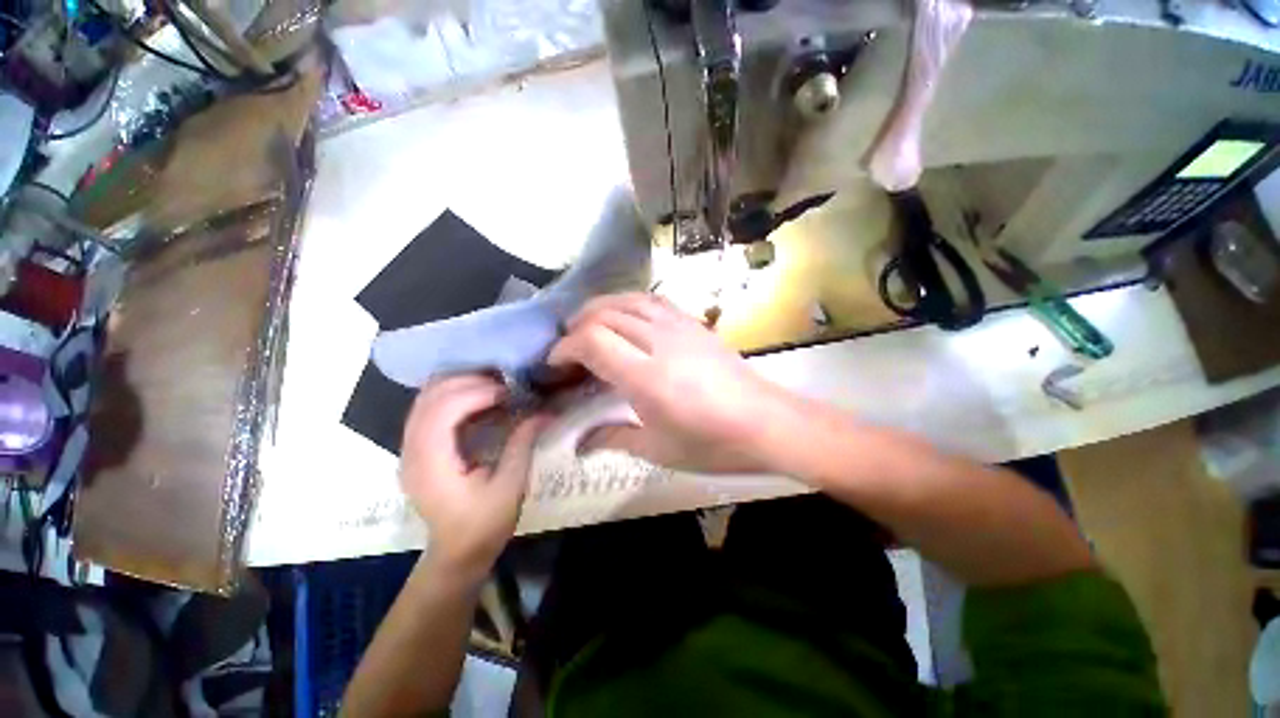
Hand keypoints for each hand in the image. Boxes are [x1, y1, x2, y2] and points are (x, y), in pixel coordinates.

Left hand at [399, 375, 546, 580]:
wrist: (457, 553)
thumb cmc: (484, 526)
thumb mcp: (510, 487)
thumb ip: (522, 444)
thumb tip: (544, 411)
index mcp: (431, 464)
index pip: (442, 411)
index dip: (475, 393)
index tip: (508, 393)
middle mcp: (411, 451)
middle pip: (429, 397)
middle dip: (468, 381)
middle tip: (504, 384)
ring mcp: (410, 449)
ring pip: (425, 398)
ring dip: (459, 385)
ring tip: (494, 387)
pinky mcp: (418, 448)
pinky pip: (430, 408)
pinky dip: (454, 396)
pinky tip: (480, 400)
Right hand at [547, 293, 791, 472]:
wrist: (766, 422)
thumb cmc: (712, 443)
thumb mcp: (658, 450)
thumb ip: (612, 439)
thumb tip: (578, 444)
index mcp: (647, 377)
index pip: (592, 341)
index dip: (565, 347)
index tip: (555, 363)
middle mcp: (660, 342)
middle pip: (605, 314)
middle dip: (577, 326)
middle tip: (567, 347)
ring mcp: (680, 327)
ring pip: (628, 300)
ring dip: (600, 308)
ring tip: (588, 325)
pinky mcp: (694, 323)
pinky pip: (653, 300)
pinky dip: (629, 302)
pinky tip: (625, 316)